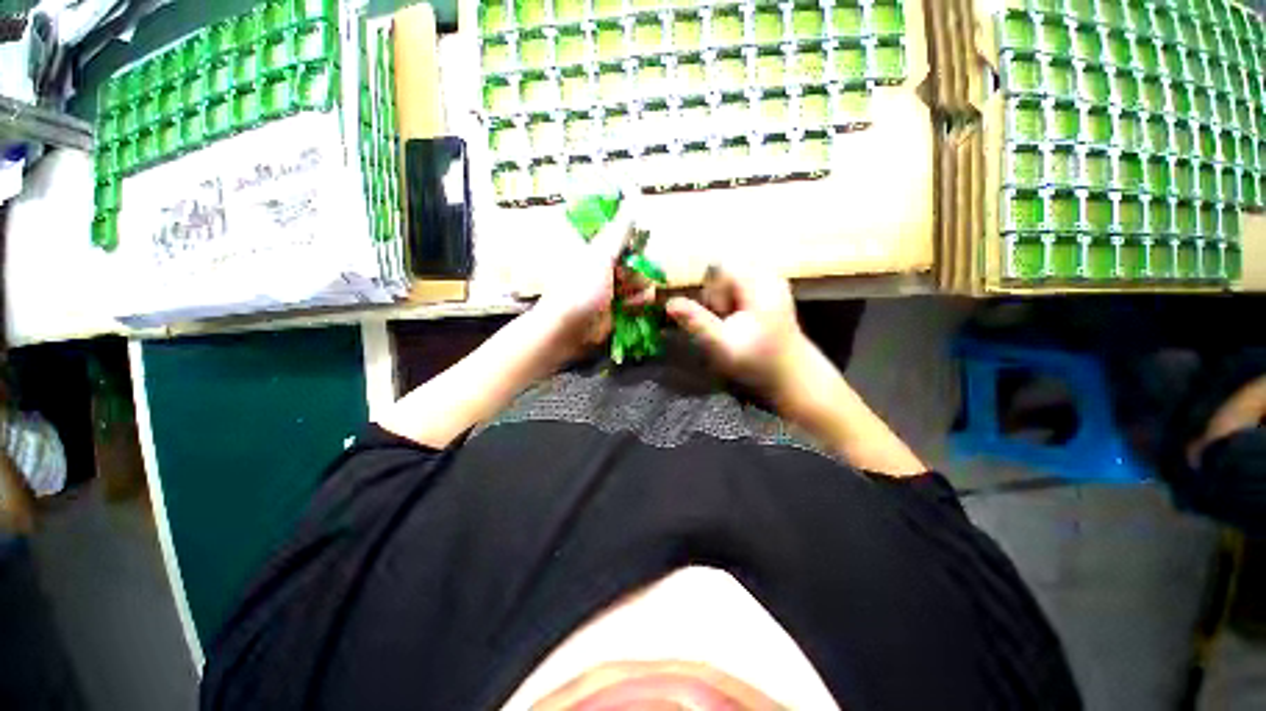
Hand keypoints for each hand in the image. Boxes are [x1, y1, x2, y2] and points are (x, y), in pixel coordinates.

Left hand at [533, 198, 655, 359]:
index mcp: (595, 242)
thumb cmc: (579, 288)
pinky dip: (640, 301)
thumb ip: (620, 228)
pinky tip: (629, 307)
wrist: (570, 329)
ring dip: (639, 286)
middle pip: (639, 253)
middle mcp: (606, 260)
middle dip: (637, 266)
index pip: (623, 229)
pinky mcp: (622, 302)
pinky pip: (644, 295)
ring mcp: (614, 282)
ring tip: (625, 296)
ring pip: (644, 275)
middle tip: (623, 274)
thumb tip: (632, 191)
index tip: (633, 244)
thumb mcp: (600, 254)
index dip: (633, 235)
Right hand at [665, 263, 809, 397]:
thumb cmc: (757, 364)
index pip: (719, 266)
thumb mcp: (722, 346)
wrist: (792, 376)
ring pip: (729, 280)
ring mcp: (771, 282)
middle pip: (724, 271)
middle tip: (724, 322)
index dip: (709, 289)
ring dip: (722, 300)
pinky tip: (737, 321)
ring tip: (732, 323)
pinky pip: (738, 287)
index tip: (714, 313)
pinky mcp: (769, 291)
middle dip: (715, 296)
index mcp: (760, 284)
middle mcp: (768, 275)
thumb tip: (669, 303)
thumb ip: (696, 322)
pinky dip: (731, 302)